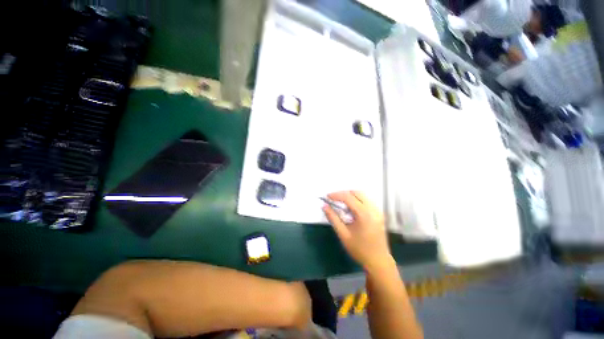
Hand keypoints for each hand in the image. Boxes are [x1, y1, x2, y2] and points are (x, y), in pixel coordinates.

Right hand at [323, 191, 392, 271]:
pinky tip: (351, 208)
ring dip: (351, 196)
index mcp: (364, 214)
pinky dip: (357, 200)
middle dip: (344, 193)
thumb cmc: (359, 249)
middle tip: (334, 199)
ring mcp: (378, 211)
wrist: (378, 261)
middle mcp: (373, 209)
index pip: (348, 197)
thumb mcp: (343, 234)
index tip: (327, 197)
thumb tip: (324, 206)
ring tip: (341, 203)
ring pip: (363, 195)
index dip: (336, 195)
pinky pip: (367, 200)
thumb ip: (333, 218)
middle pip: (357, 192)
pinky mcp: (379, 214)